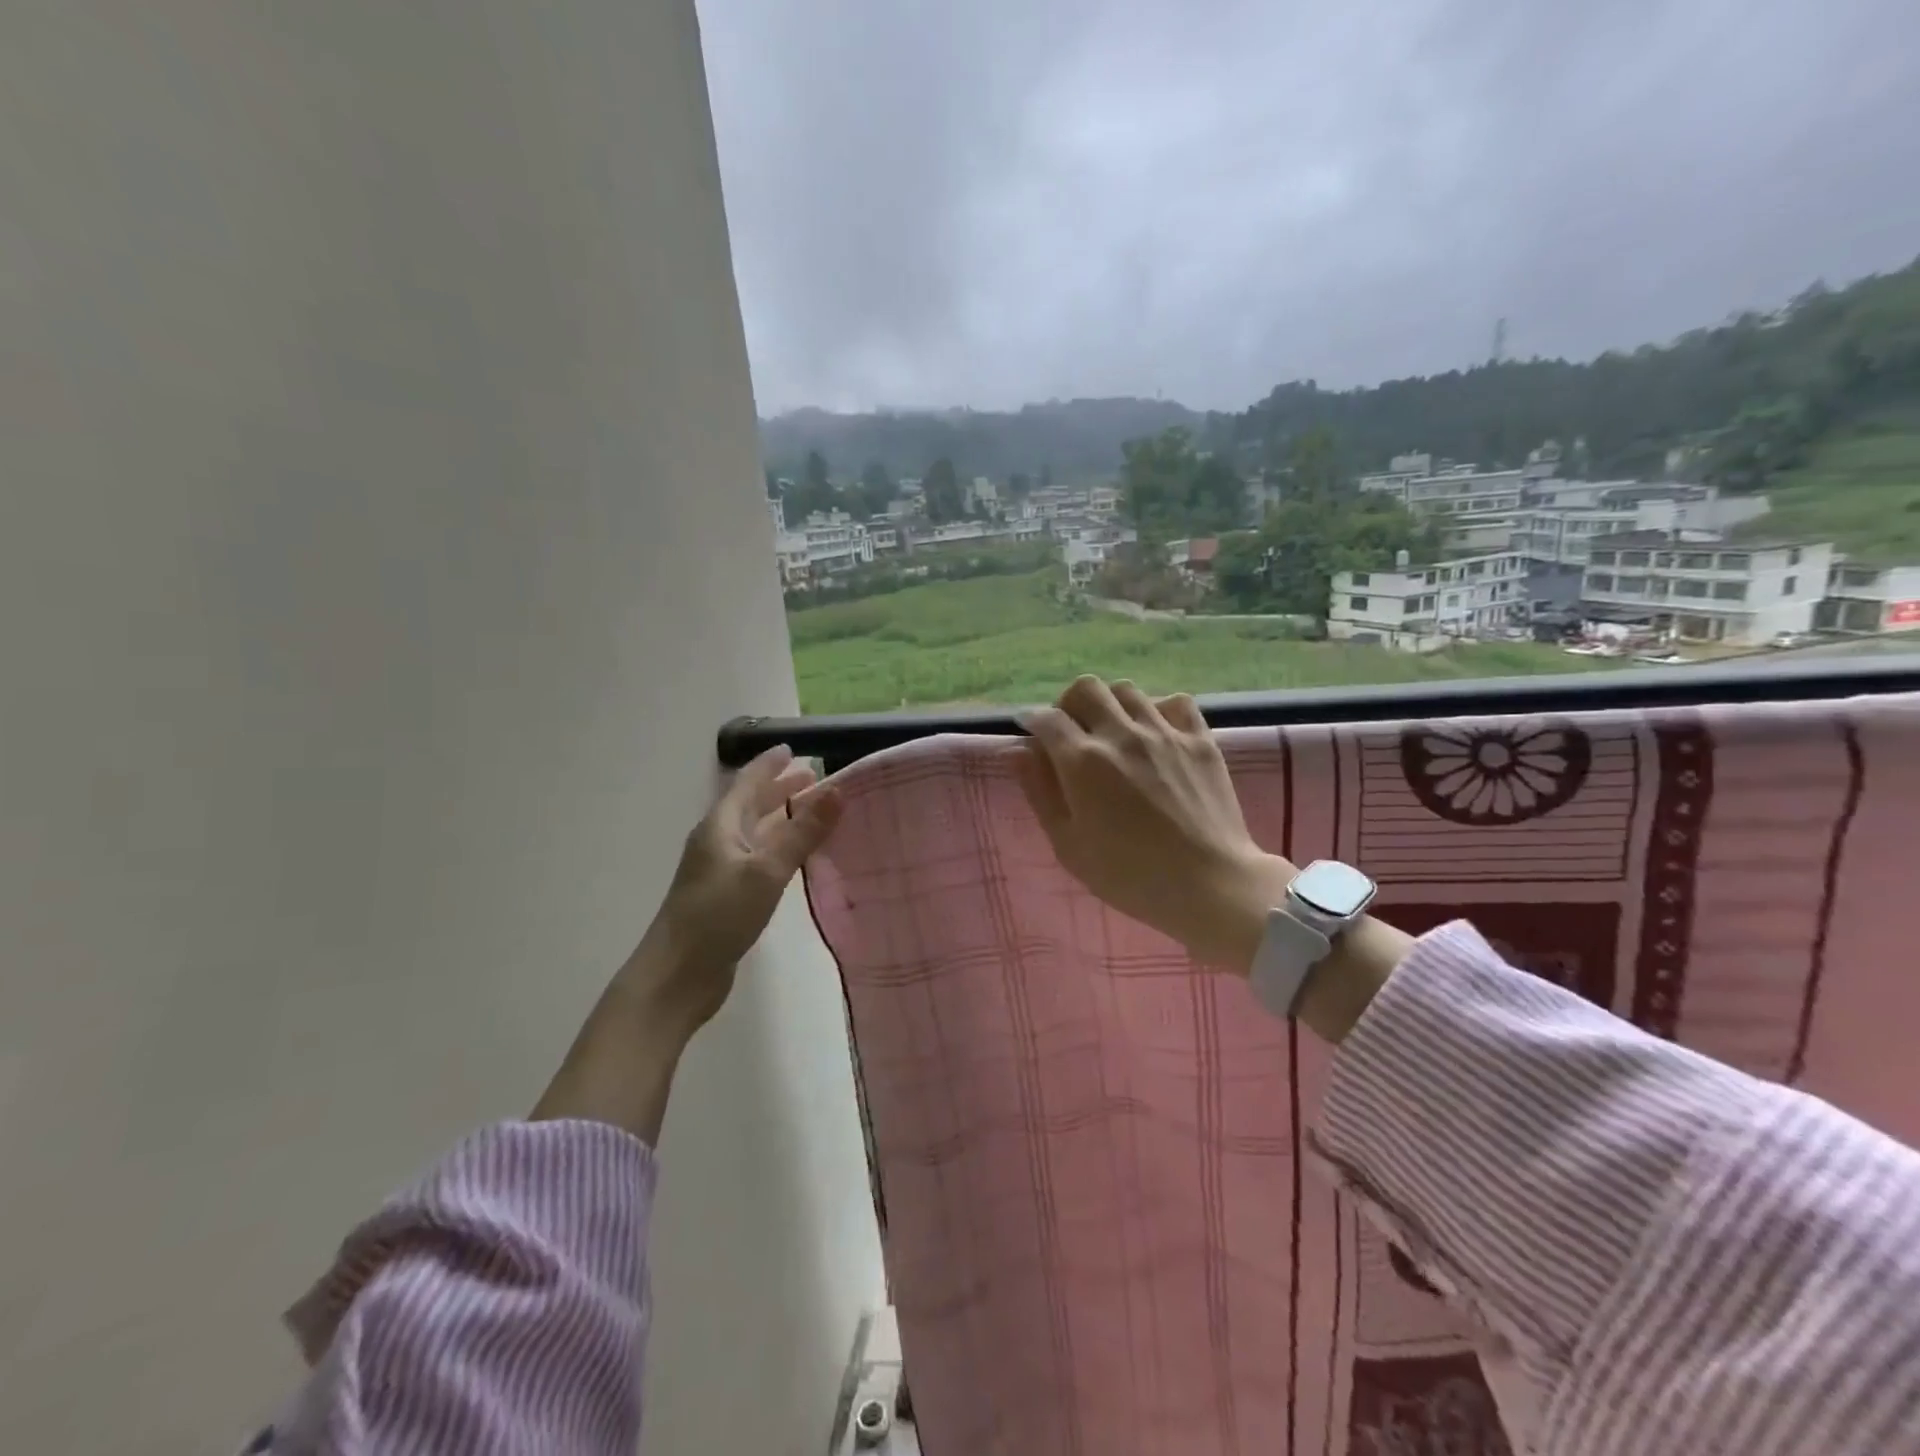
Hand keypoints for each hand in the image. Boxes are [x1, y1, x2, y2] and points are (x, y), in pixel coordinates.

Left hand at [533, 744, 840, 1141]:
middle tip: (813, 778)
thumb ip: (802, 832)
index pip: (746, 782)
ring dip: (781, 818)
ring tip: (811, 811)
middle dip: (779, 789)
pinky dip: (779, 848)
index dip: (769, 764)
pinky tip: (796, 858)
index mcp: (720, 826)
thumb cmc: (718, 916)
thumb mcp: (766, 870)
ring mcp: (720, 871)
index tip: (793, 748)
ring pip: (754, 833)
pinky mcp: (726, 897)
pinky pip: (758, 859)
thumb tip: (838, 789)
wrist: (676, 977)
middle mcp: (717, 842)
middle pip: (750, 805)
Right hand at [1013, 675, 1292, 972]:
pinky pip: (1175, 702)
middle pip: (1086, 688)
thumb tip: (1015, 750)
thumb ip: (1039, 791)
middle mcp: (1121, 734)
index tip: (1031, 733)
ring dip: (1110, 705)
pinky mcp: (1200, 739)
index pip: (1047, 718)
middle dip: (1069, 704)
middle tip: (1071, 732)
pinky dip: (1159, 709)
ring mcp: (1164, 732)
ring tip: (1113, 732)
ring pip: (1127, 690)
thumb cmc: (1129, 875)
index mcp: (1083, 760)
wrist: (1209, 885)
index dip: (1032, 721)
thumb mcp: (1068, 844)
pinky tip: (1156, 732)